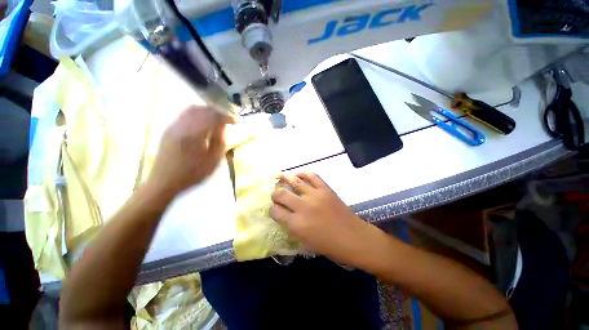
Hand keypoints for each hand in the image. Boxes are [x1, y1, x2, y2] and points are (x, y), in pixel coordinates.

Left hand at [147, 106, 232, 197]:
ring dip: (207, 112)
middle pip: (201, 109)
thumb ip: (220, 141)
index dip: (226, 116)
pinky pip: (184, 115)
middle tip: (227, 119)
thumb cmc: (192, 174)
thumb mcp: (213, 160)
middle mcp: (181, 126)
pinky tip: (204, 124)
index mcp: (193, 134)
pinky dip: (197, 115)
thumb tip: (224, 126)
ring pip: (191, 110)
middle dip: (216, 111)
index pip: (212, 116)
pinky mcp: (169, 130)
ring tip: (217, 120)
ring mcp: (173, 127)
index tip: (235, 121)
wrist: (164, 182)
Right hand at [270, 173, 373, 265]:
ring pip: (294, 181)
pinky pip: (312, 176)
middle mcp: (303, 207)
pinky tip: (298, 175)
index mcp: (296, 224)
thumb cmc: (329, 246)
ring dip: (284, 178)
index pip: (275, 211)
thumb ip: (291, 226)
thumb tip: (284, 214)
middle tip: (276, 194)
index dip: (272, 209)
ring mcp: (315, 195)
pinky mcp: (325, 189)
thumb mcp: (305, 241)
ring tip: (280, 177)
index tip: (274, 208)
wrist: (354, 238)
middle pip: (281, 194)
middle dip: (275, 194)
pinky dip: (303, 173)